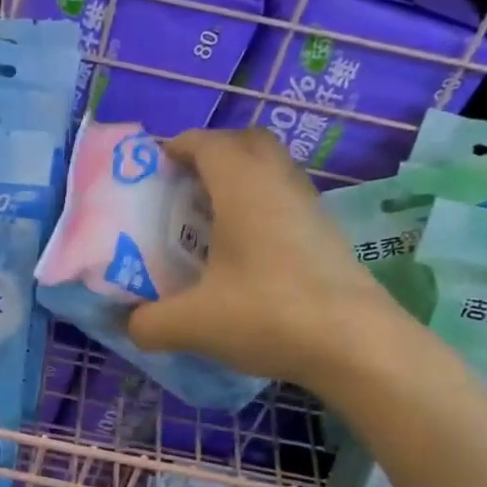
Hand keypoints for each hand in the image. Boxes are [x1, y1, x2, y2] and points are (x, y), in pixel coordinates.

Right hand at [128, 128, 402, 387]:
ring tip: (212, 220)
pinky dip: (264, 208)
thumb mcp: (192, 324)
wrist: (356, 344)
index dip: (177, 146)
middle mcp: (279, 183)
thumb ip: (149, 323)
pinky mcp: (329, 234)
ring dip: (242, 181)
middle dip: (213, 154)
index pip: (207, 142)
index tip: (154, 168)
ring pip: (273, 170)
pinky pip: (288, 200)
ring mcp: (311, 206)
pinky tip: (248, 253)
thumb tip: (130, 325)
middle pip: (246, 143)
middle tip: (185, 188)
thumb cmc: (268, 315)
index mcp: (243, 186)